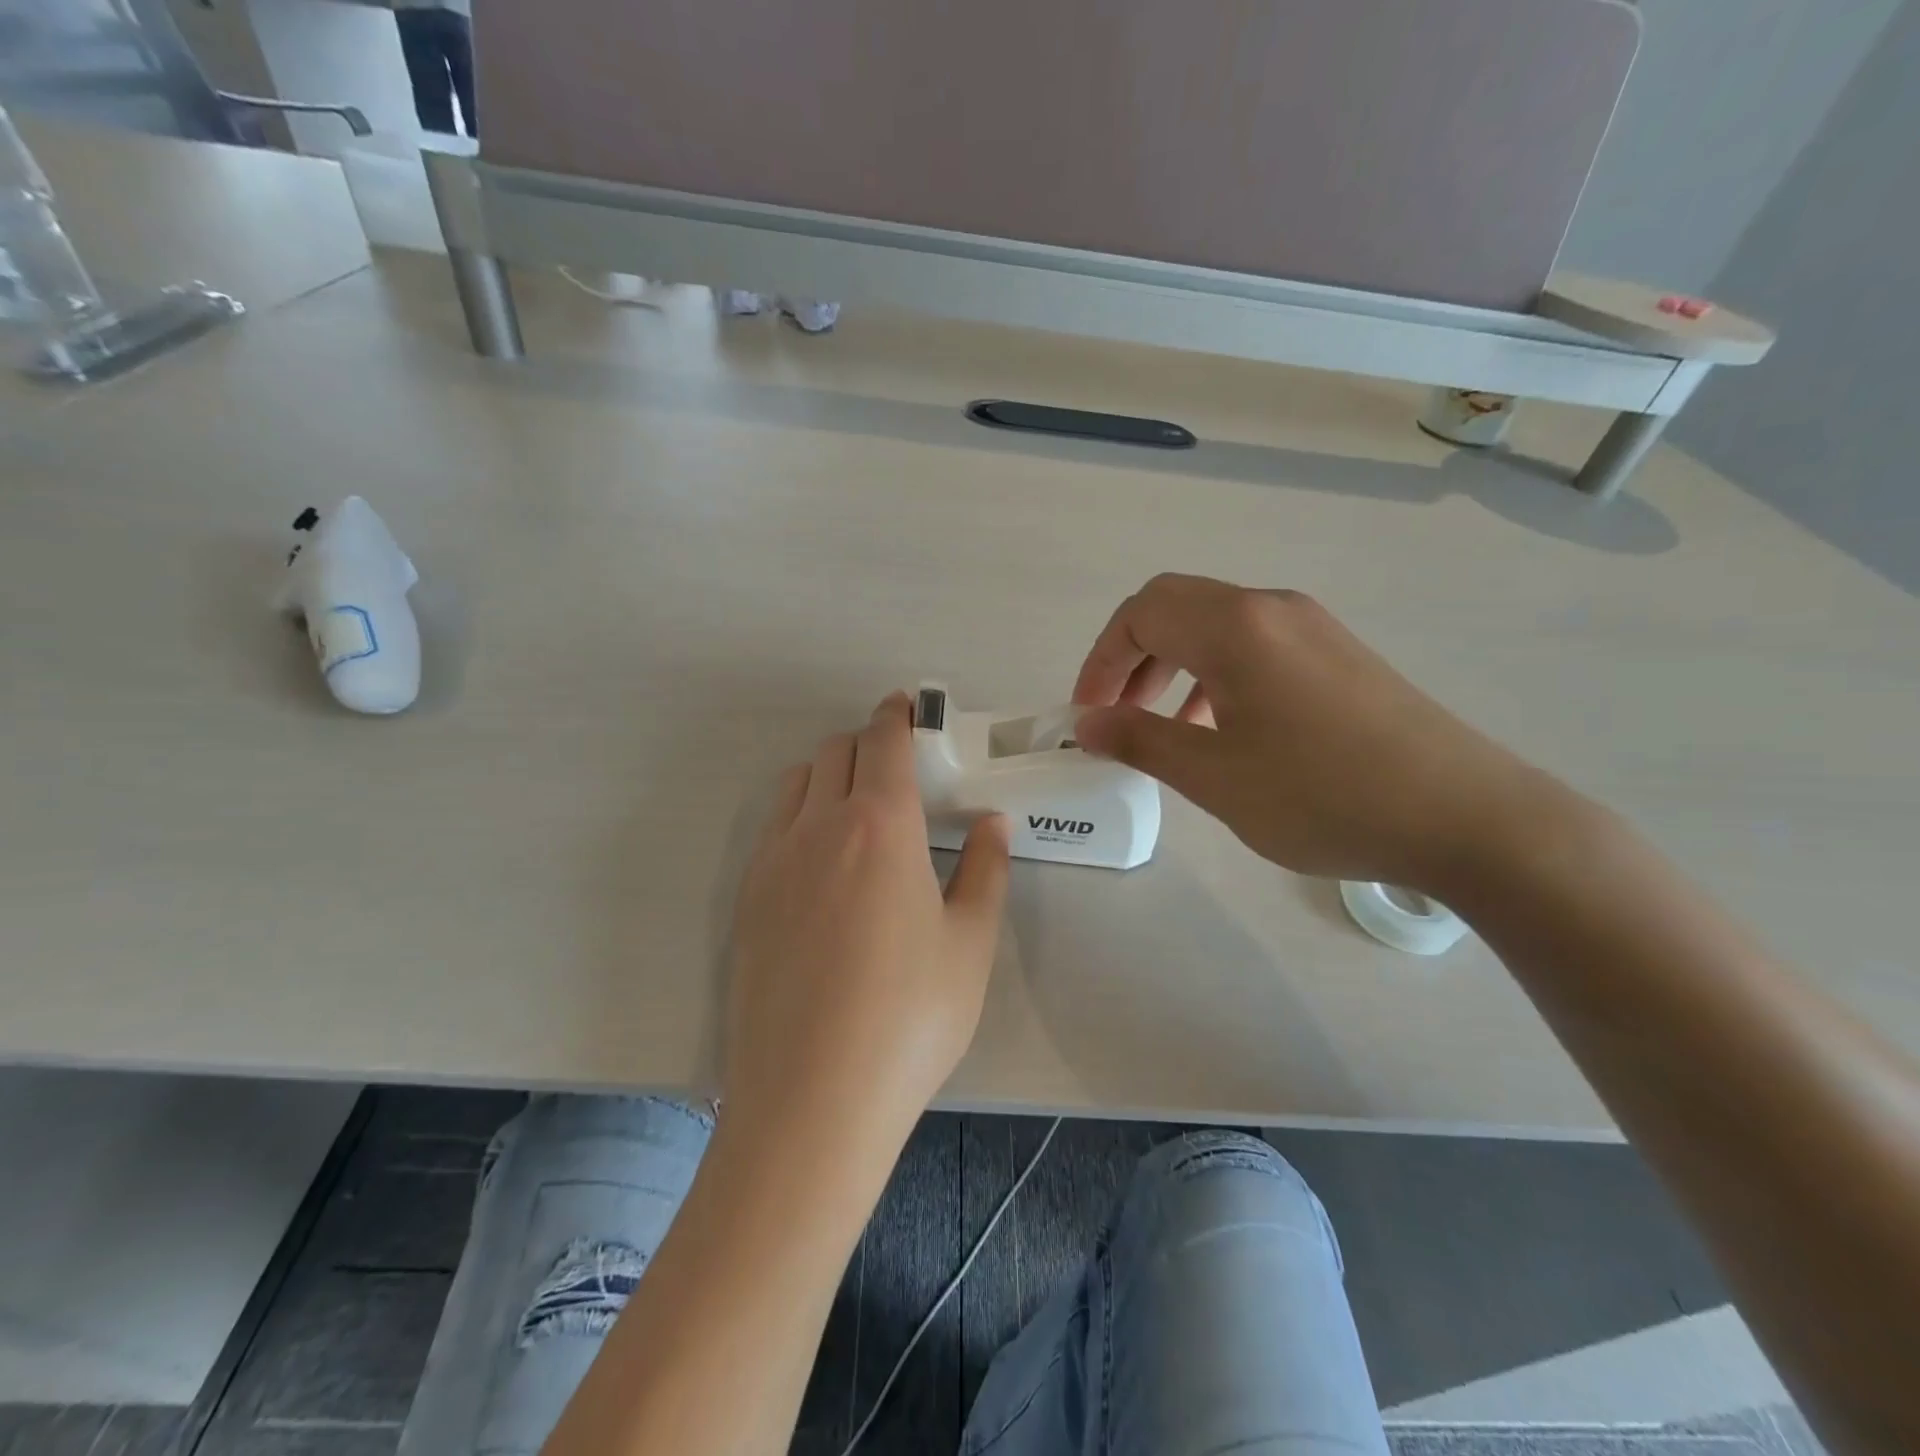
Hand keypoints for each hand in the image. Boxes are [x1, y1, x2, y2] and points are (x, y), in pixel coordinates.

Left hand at [723, 693, 1009, 1156]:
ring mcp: (773, 861)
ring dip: (828, 773)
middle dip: (867, 741)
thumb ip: (984, 871)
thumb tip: (991, 824)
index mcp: (880, 826)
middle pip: (836, 752)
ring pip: (797, 783)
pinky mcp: (746, 899)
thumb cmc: (910, 1017)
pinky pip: (773, 827)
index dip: (896, 715)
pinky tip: (822, 861)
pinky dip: (799, 813)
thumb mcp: (970, 944)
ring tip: (858, 807)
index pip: (884, 742)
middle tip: (896, 764)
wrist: (812, 1098)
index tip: (906, 705)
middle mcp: (818, 827)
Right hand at [1072, 574, 1567, 893]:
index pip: (1141, 614)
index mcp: (1236, 627)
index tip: (1087, 714)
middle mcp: (1272, 608)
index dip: (1101, 660)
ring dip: (1173, 665)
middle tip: (1116, 714)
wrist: (1468, 817)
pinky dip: (1216, 675)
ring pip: (1216, 626)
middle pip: (1175, 607)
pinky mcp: (1340, 654)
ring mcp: (1313, 627)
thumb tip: (1088, 723)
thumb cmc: (1324, 795)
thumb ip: (1141, 741)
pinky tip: (1223, 730)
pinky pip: (1255, 646)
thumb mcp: (1215, 776)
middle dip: (1132, 656)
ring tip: (1164, 728)